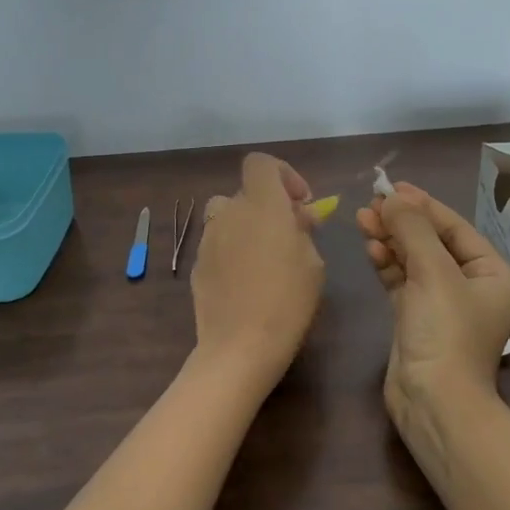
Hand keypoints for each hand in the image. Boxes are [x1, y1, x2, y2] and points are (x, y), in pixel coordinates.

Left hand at [191, 154, 326, 386]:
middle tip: (289, 236)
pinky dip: (232, 251)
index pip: (260, 164)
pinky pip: (218, 244)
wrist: (240, 345)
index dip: (282, 175)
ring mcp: (208, 238)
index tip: (299, 203)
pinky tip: (246, 282)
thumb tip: (297, 217)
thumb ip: (303, 230)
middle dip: (268, 207)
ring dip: (246, 227)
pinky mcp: (197, 263)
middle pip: (245, 194)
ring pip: (228, 218)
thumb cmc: (288, 300)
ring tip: (266, 259)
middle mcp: (229, 212)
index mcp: (262, 204)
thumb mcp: (313, 262)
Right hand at [357, 184, 509, 424]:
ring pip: (414, 260)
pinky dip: (386, 263)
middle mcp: (470, 287)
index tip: (393, 187)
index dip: (424, 205)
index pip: (455, 228)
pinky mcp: (416, 319)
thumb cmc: (445, 332)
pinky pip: (401, 281)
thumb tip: (392, 198)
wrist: (434, 401)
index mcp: (492, 274)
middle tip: (371, 203)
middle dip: (403, 222)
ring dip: (390, 239)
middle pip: (433, 242)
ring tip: (362, 218)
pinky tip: (369, 246)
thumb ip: (412, 230)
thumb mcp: (433, 273)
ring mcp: (442, 304)